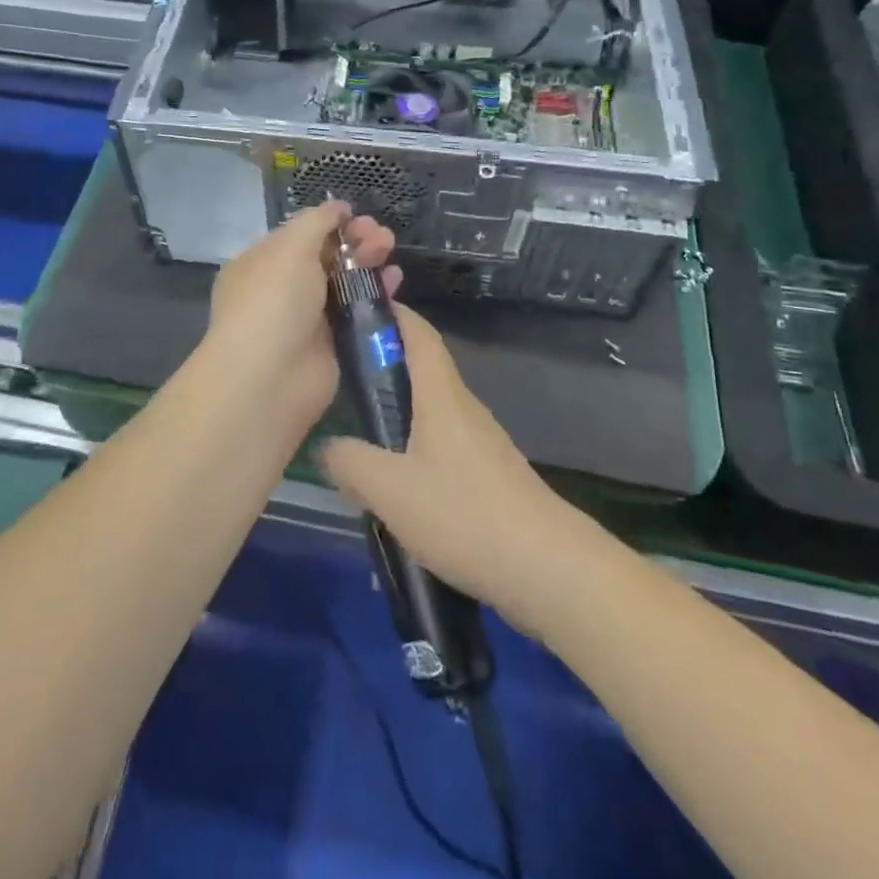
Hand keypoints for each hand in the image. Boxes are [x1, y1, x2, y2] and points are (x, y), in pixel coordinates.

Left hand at [201, 202, 397, 427]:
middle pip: (324, 257)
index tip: (356, 215)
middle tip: (382, 234)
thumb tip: (337, 206)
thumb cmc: (273, 302)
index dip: (328, 223)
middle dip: (353, 241)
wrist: (270, 379)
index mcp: (260, 263)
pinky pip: (356, 313)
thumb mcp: (290, 248)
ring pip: (343, 283)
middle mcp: (281, 289)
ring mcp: (306, 319)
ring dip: (368, 263)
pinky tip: (395, 280)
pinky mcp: (331, 345)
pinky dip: (376, 295)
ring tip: (391, 249)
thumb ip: (316, 222)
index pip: (298, 235)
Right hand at [320, 305, 588, 636]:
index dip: (390, 312)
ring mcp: (481, 443)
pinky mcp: (489, 477)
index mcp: (441, 395)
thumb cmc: (465, 515)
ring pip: (430, 412)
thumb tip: (328, 447)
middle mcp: (463, 408)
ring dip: (396, 414)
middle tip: (339, 380)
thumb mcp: (391, 490)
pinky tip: (396, 488)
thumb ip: (351, 462)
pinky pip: (442, 447)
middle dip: (382, 366)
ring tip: (358, 439)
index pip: (417, 332)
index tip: (354, 307)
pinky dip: (414, 451)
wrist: (550, 570)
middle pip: (422, 369)